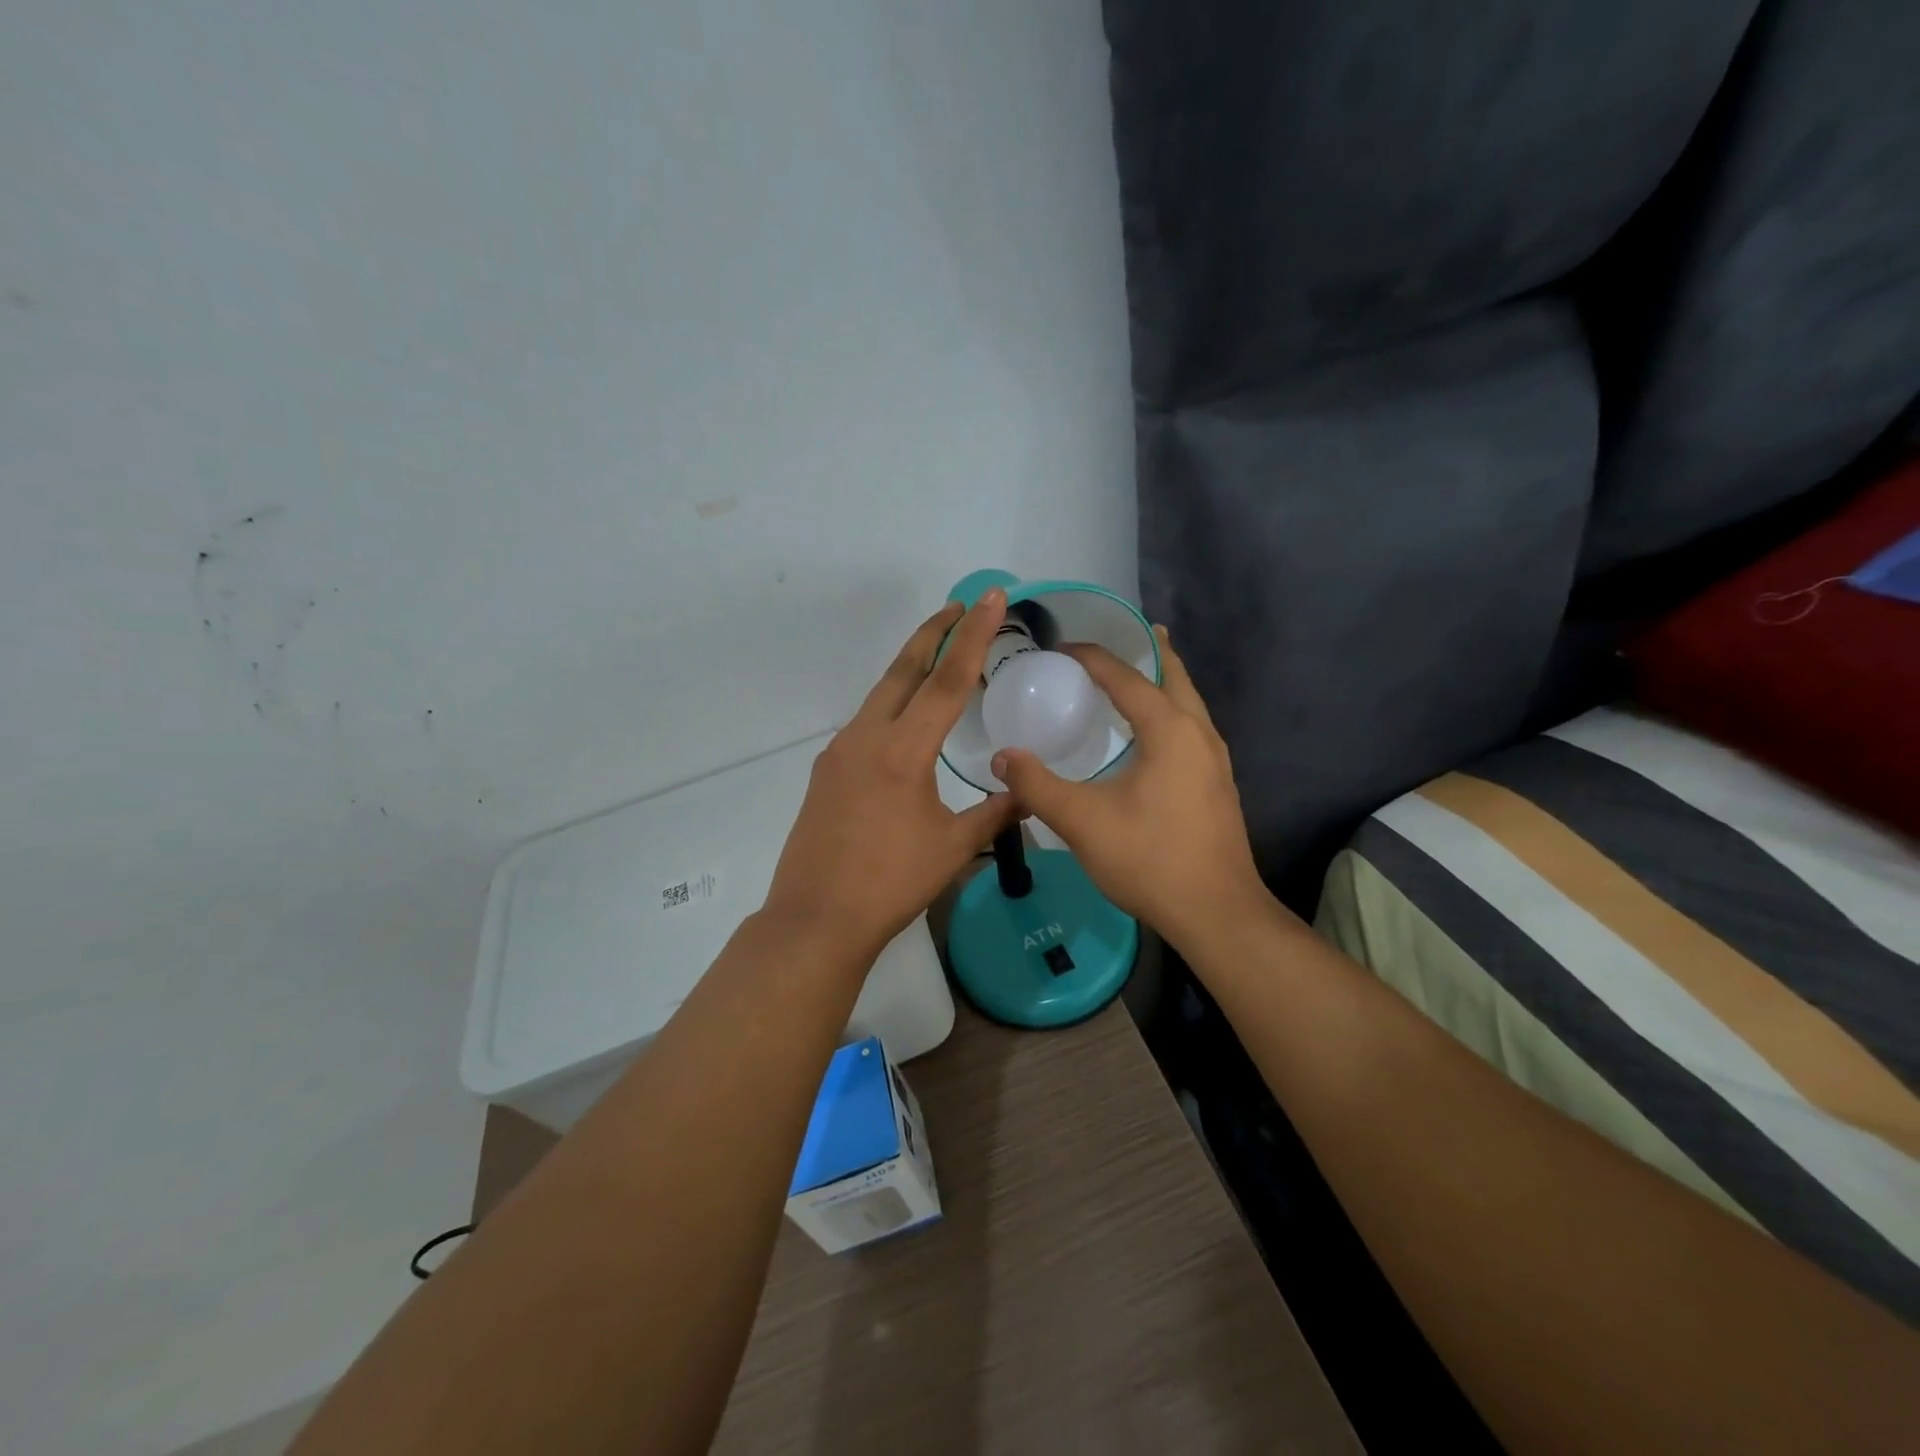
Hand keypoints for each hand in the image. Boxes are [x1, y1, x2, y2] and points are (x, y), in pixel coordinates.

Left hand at [762, 591, 1019, 964]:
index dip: (972, 637)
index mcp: (902, 750)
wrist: (816, 918)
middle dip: (933, 634)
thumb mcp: (953, 848)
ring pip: (881, 695)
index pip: (947, 680)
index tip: (987, 599)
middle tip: (959, 607)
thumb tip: (1025, 794)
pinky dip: (892, 706)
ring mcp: (839, 752)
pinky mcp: (826, 771)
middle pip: (904, 670)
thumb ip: (993, 813)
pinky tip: (906, 723)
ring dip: (911, 669)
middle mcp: (866, 737)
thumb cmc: (891, 883)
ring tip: (939, 657)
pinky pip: (866, 723)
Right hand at [991, 627, 1266, 952]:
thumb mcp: (1082, 821)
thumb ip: (1036, 786)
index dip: (1091, 657)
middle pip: (1173, 676)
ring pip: (1188, 703)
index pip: (1125, 677)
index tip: (1060, 648)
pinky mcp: (1217, 785)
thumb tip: (1002, 757)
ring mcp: (1214, 760)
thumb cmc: (1150, 859)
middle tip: (1121, 635)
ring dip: (1163, 681)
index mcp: (1169, 730)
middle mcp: (1199, 734)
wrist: (1216, 913)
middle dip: (1148, 651)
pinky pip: (1191, 728)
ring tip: (1137, 673)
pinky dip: (1170, 711)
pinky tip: (1151, 734)